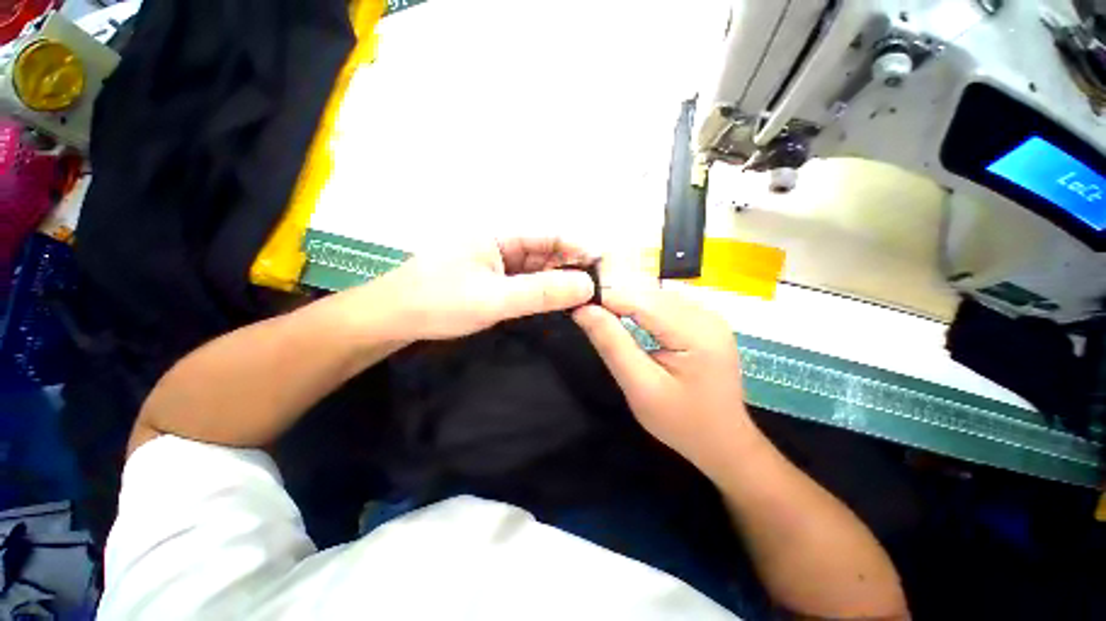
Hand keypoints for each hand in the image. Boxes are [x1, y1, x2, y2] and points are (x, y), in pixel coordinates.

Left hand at [373, 237, 595, 340]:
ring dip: (556, 281)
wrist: (390, 320)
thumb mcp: (494, 299)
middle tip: (598, 288)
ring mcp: (492, 265)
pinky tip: (554, 302)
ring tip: (583, 297)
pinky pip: (521, 284)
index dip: (576, 248)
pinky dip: (539, 292)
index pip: (547, 236)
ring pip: (533, 270)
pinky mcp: (487, 283)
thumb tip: (587, 287)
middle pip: (543, 253)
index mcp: (497, 236)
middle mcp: (497, 245)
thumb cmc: (438, 303)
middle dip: (570, 267)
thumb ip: (541, 293)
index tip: (601, 267)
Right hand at [572, 284, 755, 472]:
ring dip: (627, 304)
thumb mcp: (641, 387)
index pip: (641, 301)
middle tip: (587, 316)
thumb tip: (584, 311)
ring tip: (604, 319)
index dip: (606, 298)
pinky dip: (642, 310)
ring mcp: (709, 316)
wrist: (724, 443)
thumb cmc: (682, 422)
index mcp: (696, 332)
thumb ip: (612, 345)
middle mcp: (706, 315)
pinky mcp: (704, 322)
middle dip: (615, 301)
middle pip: (649, 295)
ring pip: (655, 297)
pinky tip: (630, 322)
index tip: (576, 306)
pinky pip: (665, 305)